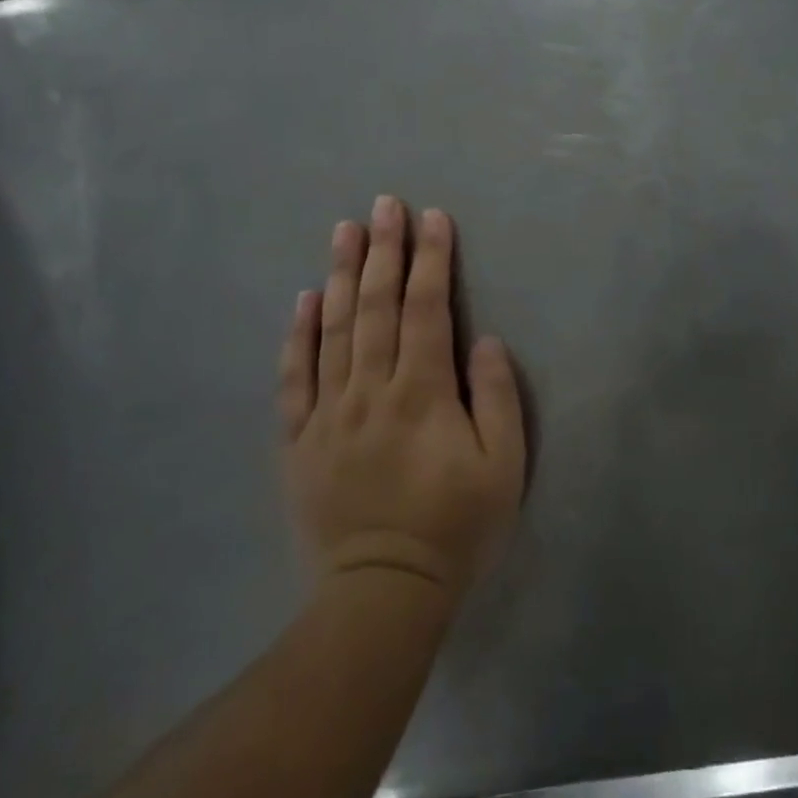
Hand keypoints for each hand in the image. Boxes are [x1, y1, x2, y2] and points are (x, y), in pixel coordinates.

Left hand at [279, 197, 525, 603]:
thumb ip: (497, 397)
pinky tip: (304, 299)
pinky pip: (294, 378)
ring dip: (341, 275)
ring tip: (344, 230)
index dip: (431, 260)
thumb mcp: (503, 467)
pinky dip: (298, 334)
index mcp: (422, 394)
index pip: (425, 309)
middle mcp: (370, 390)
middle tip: (384, 203)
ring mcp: (328, 413)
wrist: (383, 593)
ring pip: (333, 330)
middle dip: (383, 250)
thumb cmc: (455, 527)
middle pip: (376, 306)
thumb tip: (481, 340)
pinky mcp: (299, 440)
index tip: (433, 218)